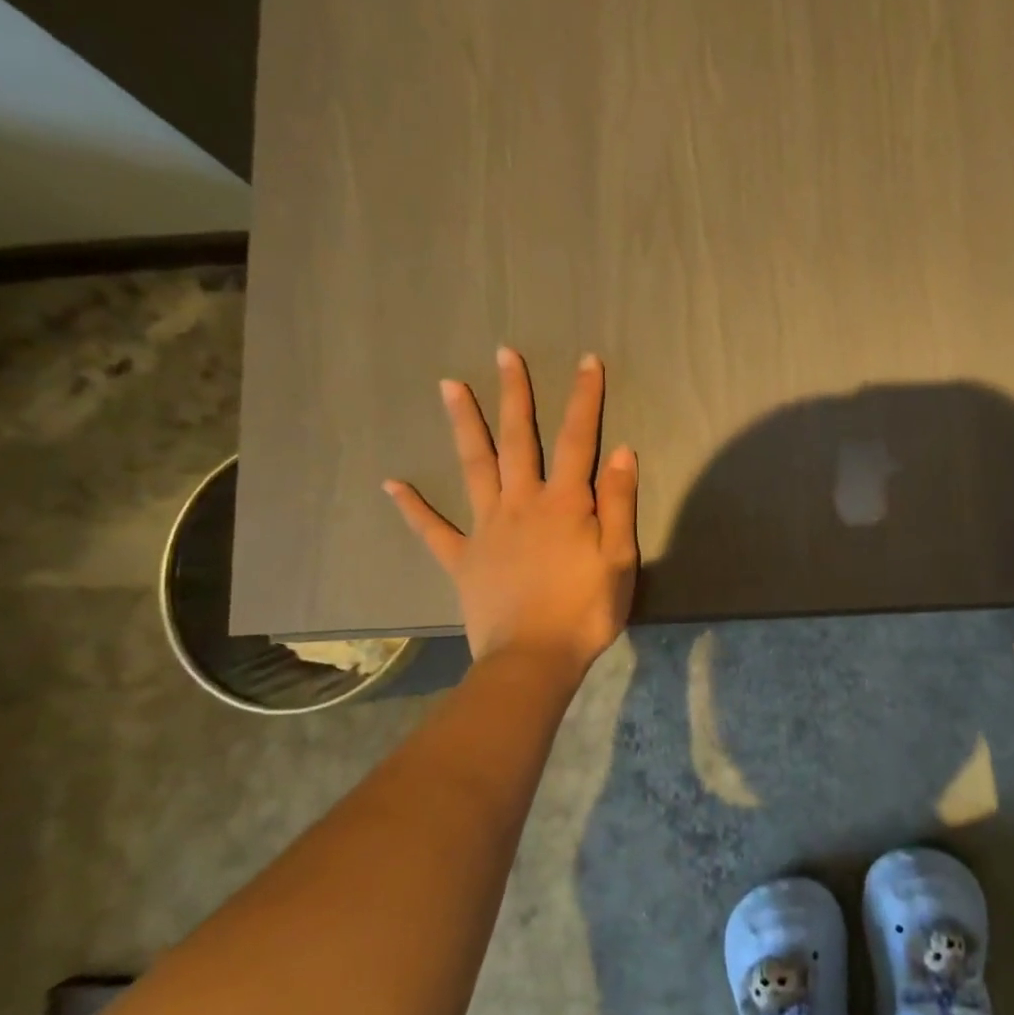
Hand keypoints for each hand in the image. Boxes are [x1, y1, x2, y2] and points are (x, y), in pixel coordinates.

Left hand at [384, 348, 638, 667]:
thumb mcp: (619, 558)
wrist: (533, 660)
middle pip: (518, 440)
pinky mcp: (463, 559)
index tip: (588, 361)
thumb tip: (621, 452)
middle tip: (504, 354)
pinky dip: (413, 507)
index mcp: (565, 503)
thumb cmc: (586, 611)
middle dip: (515, 394)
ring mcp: (487, 529)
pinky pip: (433, 530)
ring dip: (464, 425)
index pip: (577, 440)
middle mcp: (522, 504)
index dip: (585, 398)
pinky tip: (392, 484)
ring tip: (448, 386)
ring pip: (474, 468)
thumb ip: (618, 504)